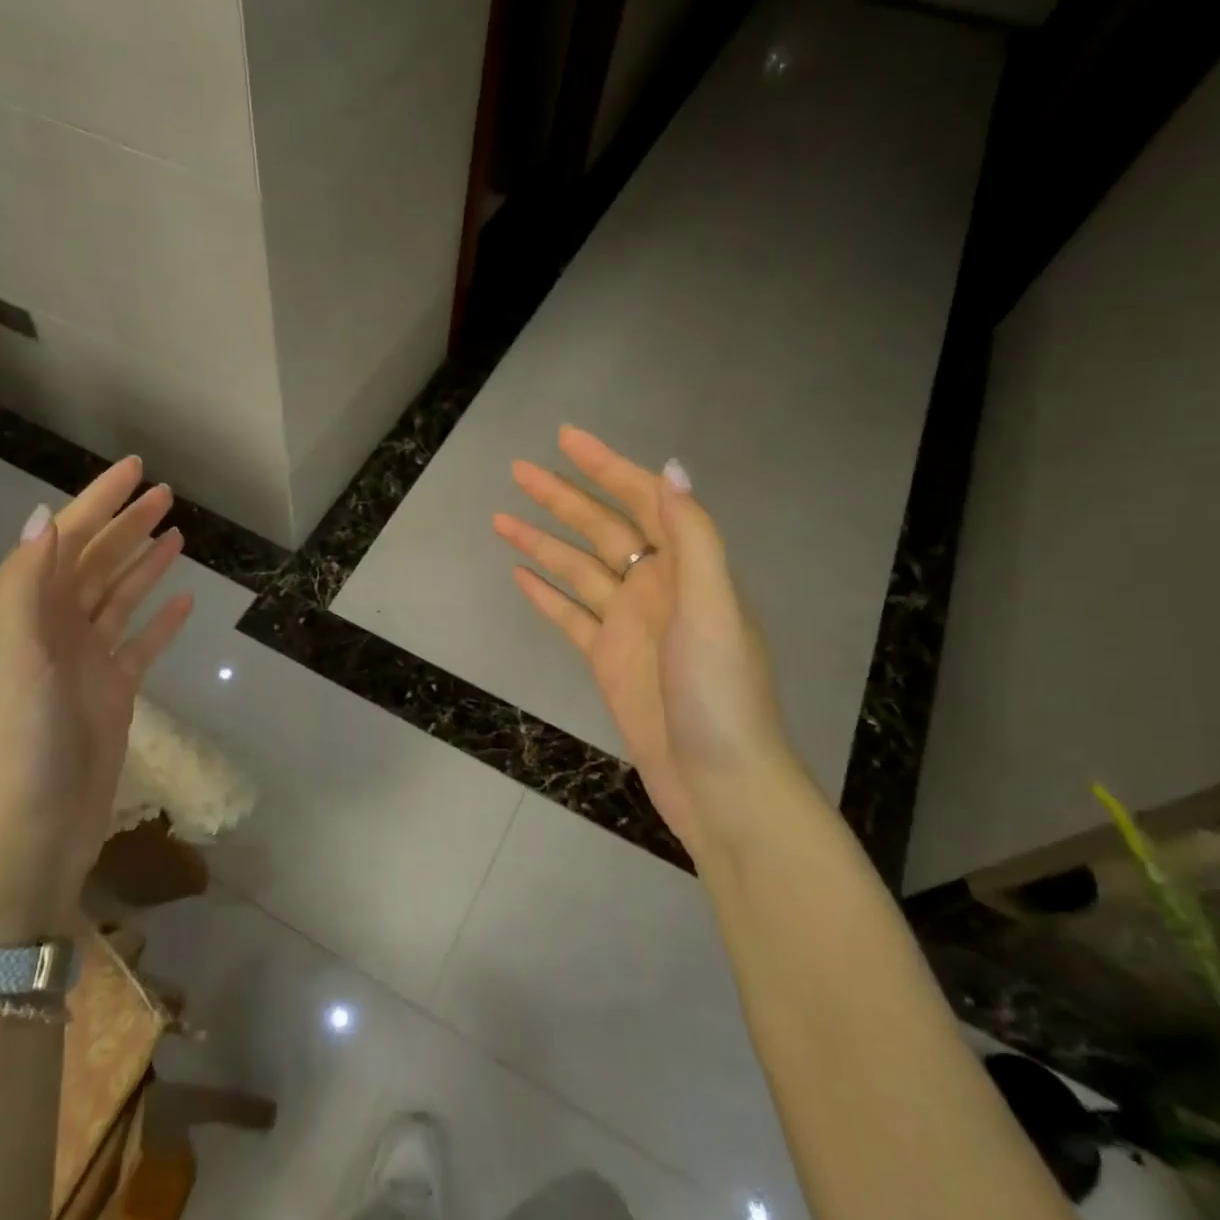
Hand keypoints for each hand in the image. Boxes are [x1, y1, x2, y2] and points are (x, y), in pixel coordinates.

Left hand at [0, 457, 192, 942]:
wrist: (33, 828)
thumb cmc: (24, 742)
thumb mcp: (18, 657)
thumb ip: (26, 586)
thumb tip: (47, 516)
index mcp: (32, 615)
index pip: (70, 542)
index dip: (100, 502)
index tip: (136, 469)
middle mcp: (58, 630)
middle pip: (97, 564)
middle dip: (127, 525)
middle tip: (166, 494)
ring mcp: (88, 662)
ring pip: (120, 598)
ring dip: (145, 565)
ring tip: (176, 534)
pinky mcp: (114, 692)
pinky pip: (141, 643)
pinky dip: (161, 620)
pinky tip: (184, 600)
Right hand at [495, 427, 793, 853]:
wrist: (718, 780)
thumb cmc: (720, 694)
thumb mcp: (711, 609)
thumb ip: (693, 538)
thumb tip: (672, 467)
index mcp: (685, 568)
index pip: (642, 500)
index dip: (606, 466)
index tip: (566, 439)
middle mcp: (655, 587)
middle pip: (601, 528)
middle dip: (561, 496)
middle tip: (518, 469)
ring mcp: (628, 624)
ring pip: (577, 569)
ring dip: (541, 542)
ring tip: (500, 518)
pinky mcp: (607, 659)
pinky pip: (569, 615)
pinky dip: (545, 594)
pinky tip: (519, 576)